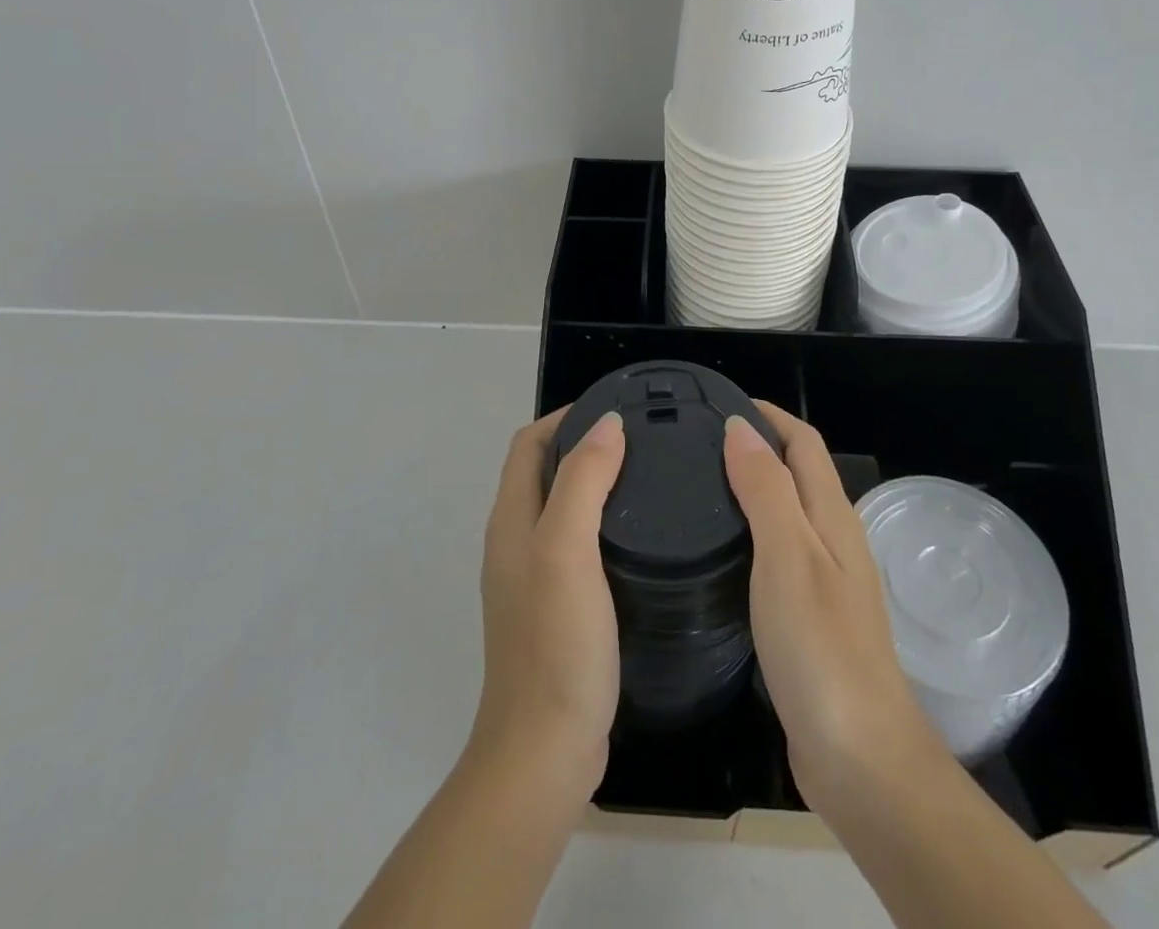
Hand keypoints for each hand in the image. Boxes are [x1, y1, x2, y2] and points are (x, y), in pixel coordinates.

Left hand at [470, 406, 625, 803]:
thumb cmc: (556, 643)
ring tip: (647, 477)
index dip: (565, 416)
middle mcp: (515, 542)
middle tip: (641, 439)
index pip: (529, 444)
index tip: (616, 408)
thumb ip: (583, 481)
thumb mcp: (566, 549)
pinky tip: (639, 537)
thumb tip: (606, 424)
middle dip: (583, 444)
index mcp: (511, 521)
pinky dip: (602, 522)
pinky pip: (576, 544)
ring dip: (594, 482)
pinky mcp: (556, 609)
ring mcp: (533, 579)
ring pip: (561, 508)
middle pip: (543, 471)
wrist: (545, 750)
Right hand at [724, 402, 944, 817]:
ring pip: (788, 514)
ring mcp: (825, 583)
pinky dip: (751, 533)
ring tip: (700, 487)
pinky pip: (779, 554)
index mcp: (833, 519)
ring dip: (753, 489)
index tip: (722, 403)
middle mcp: (834, 542)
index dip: (770, 416)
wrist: (861, 759)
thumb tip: (742, 428)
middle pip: (798, 474)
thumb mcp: (787, 556)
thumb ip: (767, 489)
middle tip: (698, 443)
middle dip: (758, 446)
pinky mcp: (811, 619)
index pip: (804, 443)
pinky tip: (721, 552)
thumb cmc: (821, 648)